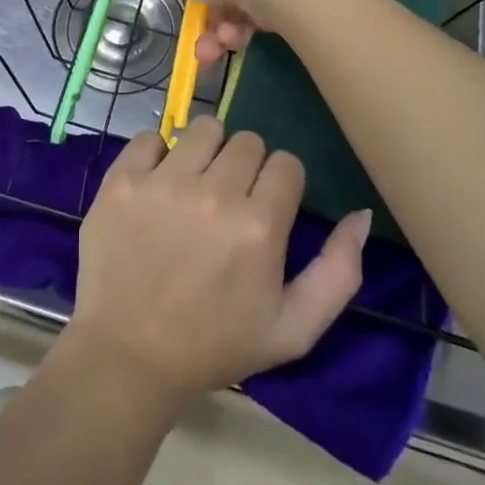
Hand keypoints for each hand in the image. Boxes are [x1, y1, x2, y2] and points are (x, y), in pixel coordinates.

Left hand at [66, 118, 370, 407]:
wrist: (129, 355)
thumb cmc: (214, 345)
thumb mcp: (294, 329)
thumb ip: (339, 272)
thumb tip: (361, 215)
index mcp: (259, 226)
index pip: (287, 163)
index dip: (281, 184)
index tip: (266, 207)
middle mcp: (213, 193)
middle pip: (247, 141)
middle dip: (246, 166)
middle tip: (230, 201)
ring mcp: (163, 182)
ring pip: (203, 129)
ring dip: (207, 151)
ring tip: (195, 185)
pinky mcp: (122, 180)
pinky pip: (150, 137)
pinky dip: (157, 154)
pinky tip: (157, 185)